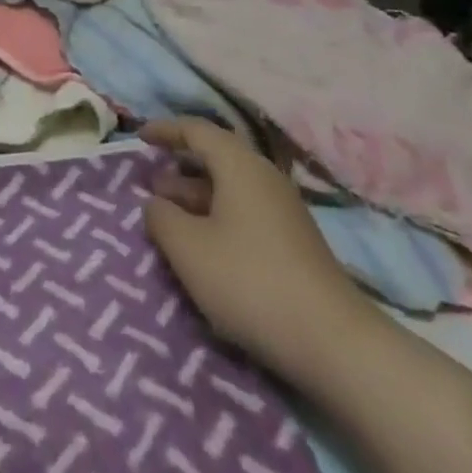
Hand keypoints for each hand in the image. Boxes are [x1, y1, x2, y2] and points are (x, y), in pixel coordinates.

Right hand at [141, 118, 377, 384]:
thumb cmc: (250, 282)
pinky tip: (201, 245)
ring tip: (166, 214)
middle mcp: (263, 178)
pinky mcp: (292, 242)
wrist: (332, 342)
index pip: (197, 130)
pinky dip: (215, 216)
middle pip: (216, 157)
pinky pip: (243, 212)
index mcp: (239, 166)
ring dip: (195, 195)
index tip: (139, 137)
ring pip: (229, 188)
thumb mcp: (188, 249)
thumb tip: (155, 203)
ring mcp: (282, 211)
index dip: (165, 130)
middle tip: (148, 182)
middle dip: (179, 166)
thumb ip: (161, 218)